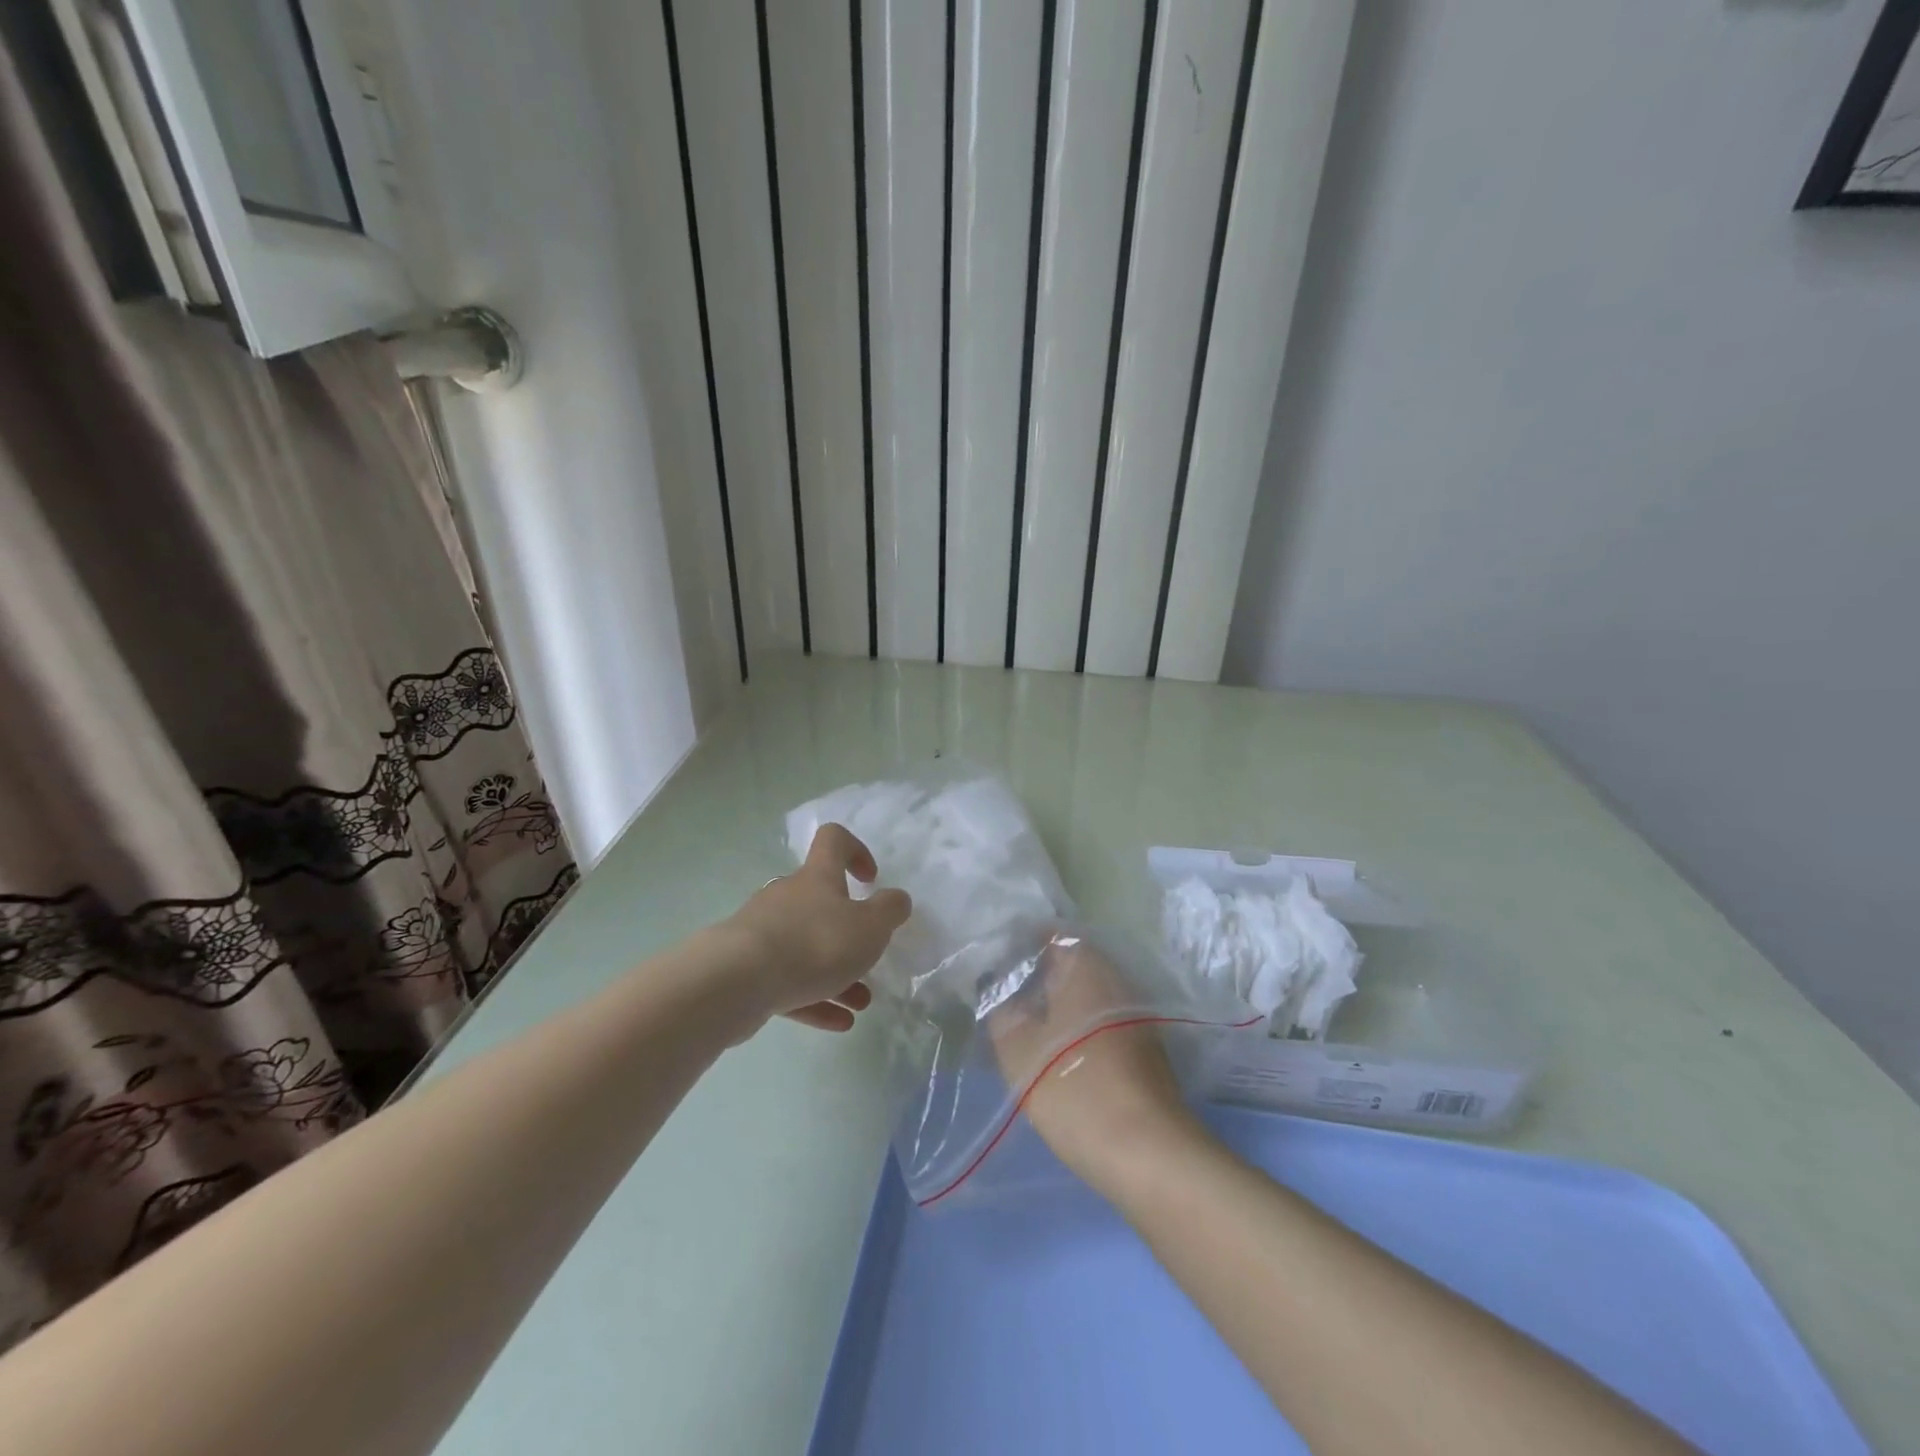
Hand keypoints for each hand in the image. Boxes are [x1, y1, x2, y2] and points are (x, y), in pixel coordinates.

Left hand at [722, 823, 911, 1032]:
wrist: (736, 982)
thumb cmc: (814, 943)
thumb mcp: (870, 927)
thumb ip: (890, 910)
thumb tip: (897, 899)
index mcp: (817, 877)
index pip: (833, 841)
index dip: (856, 851)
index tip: (870, 879)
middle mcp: (788, 896)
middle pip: (821, 902)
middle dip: (849, 931)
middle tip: (868, 956)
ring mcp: (764, 932)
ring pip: (806, 947)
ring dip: (837, 972)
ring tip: (862, 1002)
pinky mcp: (748, 969)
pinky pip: (788, 980)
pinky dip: (815, 998)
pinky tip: (838, 1022)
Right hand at [988, 936, 1203, 1190]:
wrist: (1148, 1152)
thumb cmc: (1075, 1088)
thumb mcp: (1018, 1050)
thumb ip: (1003, 1013)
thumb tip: (1000, 991)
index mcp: (1086, 967)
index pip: (1053, 934)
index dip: (1023, 942)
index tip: (998, 959)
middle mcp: (1117, 980)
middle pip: (1073, 966)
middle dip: (1040, 976)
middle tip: (1006, 994)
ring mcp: (1137, 1016)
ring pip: (1089, 996)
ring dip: (1060, 1005)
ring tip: (1026, 1025)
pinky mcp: (1146, 1051)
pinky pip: (1103, 1024)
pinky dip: (1080, 1029)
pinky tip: (1058, 1053)